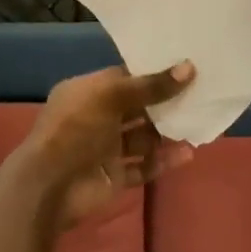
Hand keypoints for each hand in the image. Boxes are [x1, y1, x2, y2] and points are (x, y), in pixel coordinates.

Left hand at [25, 63, 196, 229]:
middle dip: (165, 103)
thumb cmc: (75, 128)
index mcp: (87, 93)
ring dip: (168, 132)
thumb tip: (189, 68)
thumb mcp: (111, 97)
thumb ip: (151, 85)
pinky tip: (188, 153)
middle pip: (137, 107)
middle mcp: (96, 118)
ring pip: (143, 137)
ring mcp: (105, 149)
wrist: (50, 185)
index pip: (123, 78)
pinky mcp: (114, 176)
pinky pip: (144, 166)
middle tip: (200, 93)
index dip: (152, 72)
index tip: (185, 66)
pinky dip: (164, 160)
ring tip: (199, 122)